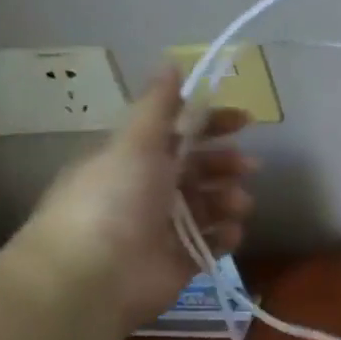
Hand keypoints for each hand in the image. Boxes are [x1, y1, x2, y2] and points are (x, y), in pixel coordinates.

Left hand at [8, 67, 254, 325]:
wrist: (92, 277)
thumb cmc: (112, 200)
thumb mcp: (135, 143)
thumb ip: (159, 107)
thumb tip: (171, 62)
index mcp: (133, 161)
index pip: (179, 135)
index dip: (212, 124)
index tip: (245, 121)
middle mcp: (149, 192)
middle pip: (199, 170)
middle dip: (226, 165)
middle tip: (248, 168)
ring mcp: (165, 229)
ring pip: (211, 206)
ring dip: (230, 200)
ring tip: (236, 206)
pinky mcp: (180, 262)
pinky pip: (214, 242)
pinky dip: (226, 236)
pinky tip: (229, 233)